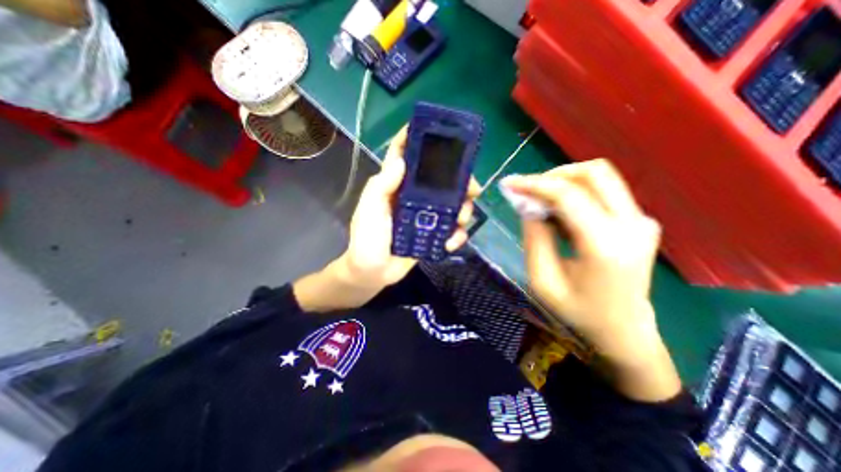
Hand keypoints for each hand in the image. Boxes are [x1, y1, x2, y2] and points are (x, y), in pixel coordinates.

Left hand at [295, 126, 479, 314]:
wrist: (373, 273)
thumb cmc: (367, 239)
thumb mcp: (369, 210)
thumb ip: (381, 186)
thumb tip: (400, 161)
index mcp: (395, 186)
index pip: (404, 156)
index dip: (416, 140)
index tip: (436, 131)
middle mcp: (412, 197)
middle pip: (439, 181)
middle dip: (459, 182)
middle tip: (472, 188)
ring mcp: (424, 216)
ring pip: (451, 204)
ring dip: (462, 210)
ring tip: (461, 219)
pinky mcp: (431, 234)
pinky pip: (450, 229)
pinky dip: (456, 235)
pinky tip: (452, 242)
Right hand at [502, 160, 678, 399]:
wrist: (624, 329)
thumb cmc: (577, 311)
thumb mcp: (542, 280)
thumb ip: (534, 237)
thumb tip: (527, 204)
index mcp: (605, 246)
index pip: (568, 195)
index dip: (535, 184)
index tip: (510, 183)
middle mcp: (632, 225)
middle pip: (593, 172)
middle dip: (553, 175)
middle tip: (527, 190)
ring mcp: (642, 220)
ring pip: (600, 177)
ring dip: (563, 183)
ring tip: (541, 204)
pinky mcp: (640, 220)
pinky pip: (603, 192)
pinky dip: (575, 193)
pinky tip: (560, 214)